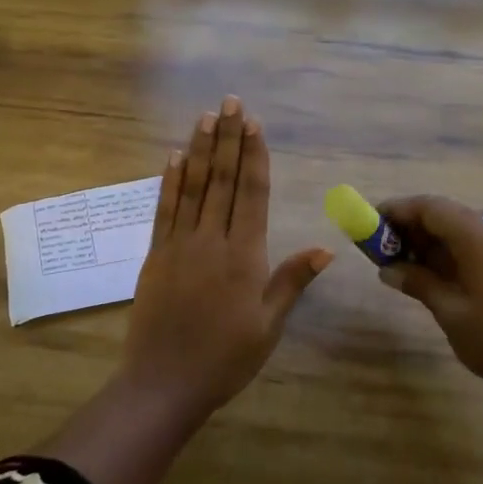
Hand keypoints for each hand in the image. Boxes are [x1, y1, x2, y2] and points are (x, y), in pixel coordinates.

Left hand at [115, 97, 333, 418]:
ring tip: (206, 116)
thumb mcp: (268, 325)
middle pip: (221, 180)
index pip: (250, 194)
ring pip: (192, 187)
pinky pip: (164, 210)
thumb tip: (327, 248)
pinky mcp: (155, 255)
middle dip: (228, 138)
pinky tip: (174, 157)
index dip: (253, 156)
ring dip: (200, 149)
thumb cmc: (225, 358)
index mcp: (243, 256)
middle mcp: (210, 240)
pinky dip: (170, 181)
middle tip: (232, 102)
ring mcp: (179, 245)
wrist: (164, 382)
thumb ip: (292, 281)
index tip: (254, 124)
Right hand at [376, 195, 482, 408]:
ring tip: (395, 258)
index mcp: (482, 242)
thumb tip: (387, 269)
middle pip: (446, 215)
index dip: (400, 209)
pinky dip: (445, 253)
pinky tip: (424, 272)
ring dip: (427, 240)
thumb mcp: (449, 311)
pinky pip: (471, 248)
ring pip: (458, 231)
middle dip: (411, 224)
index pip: (434, 208)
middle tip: (380, 243)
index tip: (372, 220)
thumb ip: (418, 282)